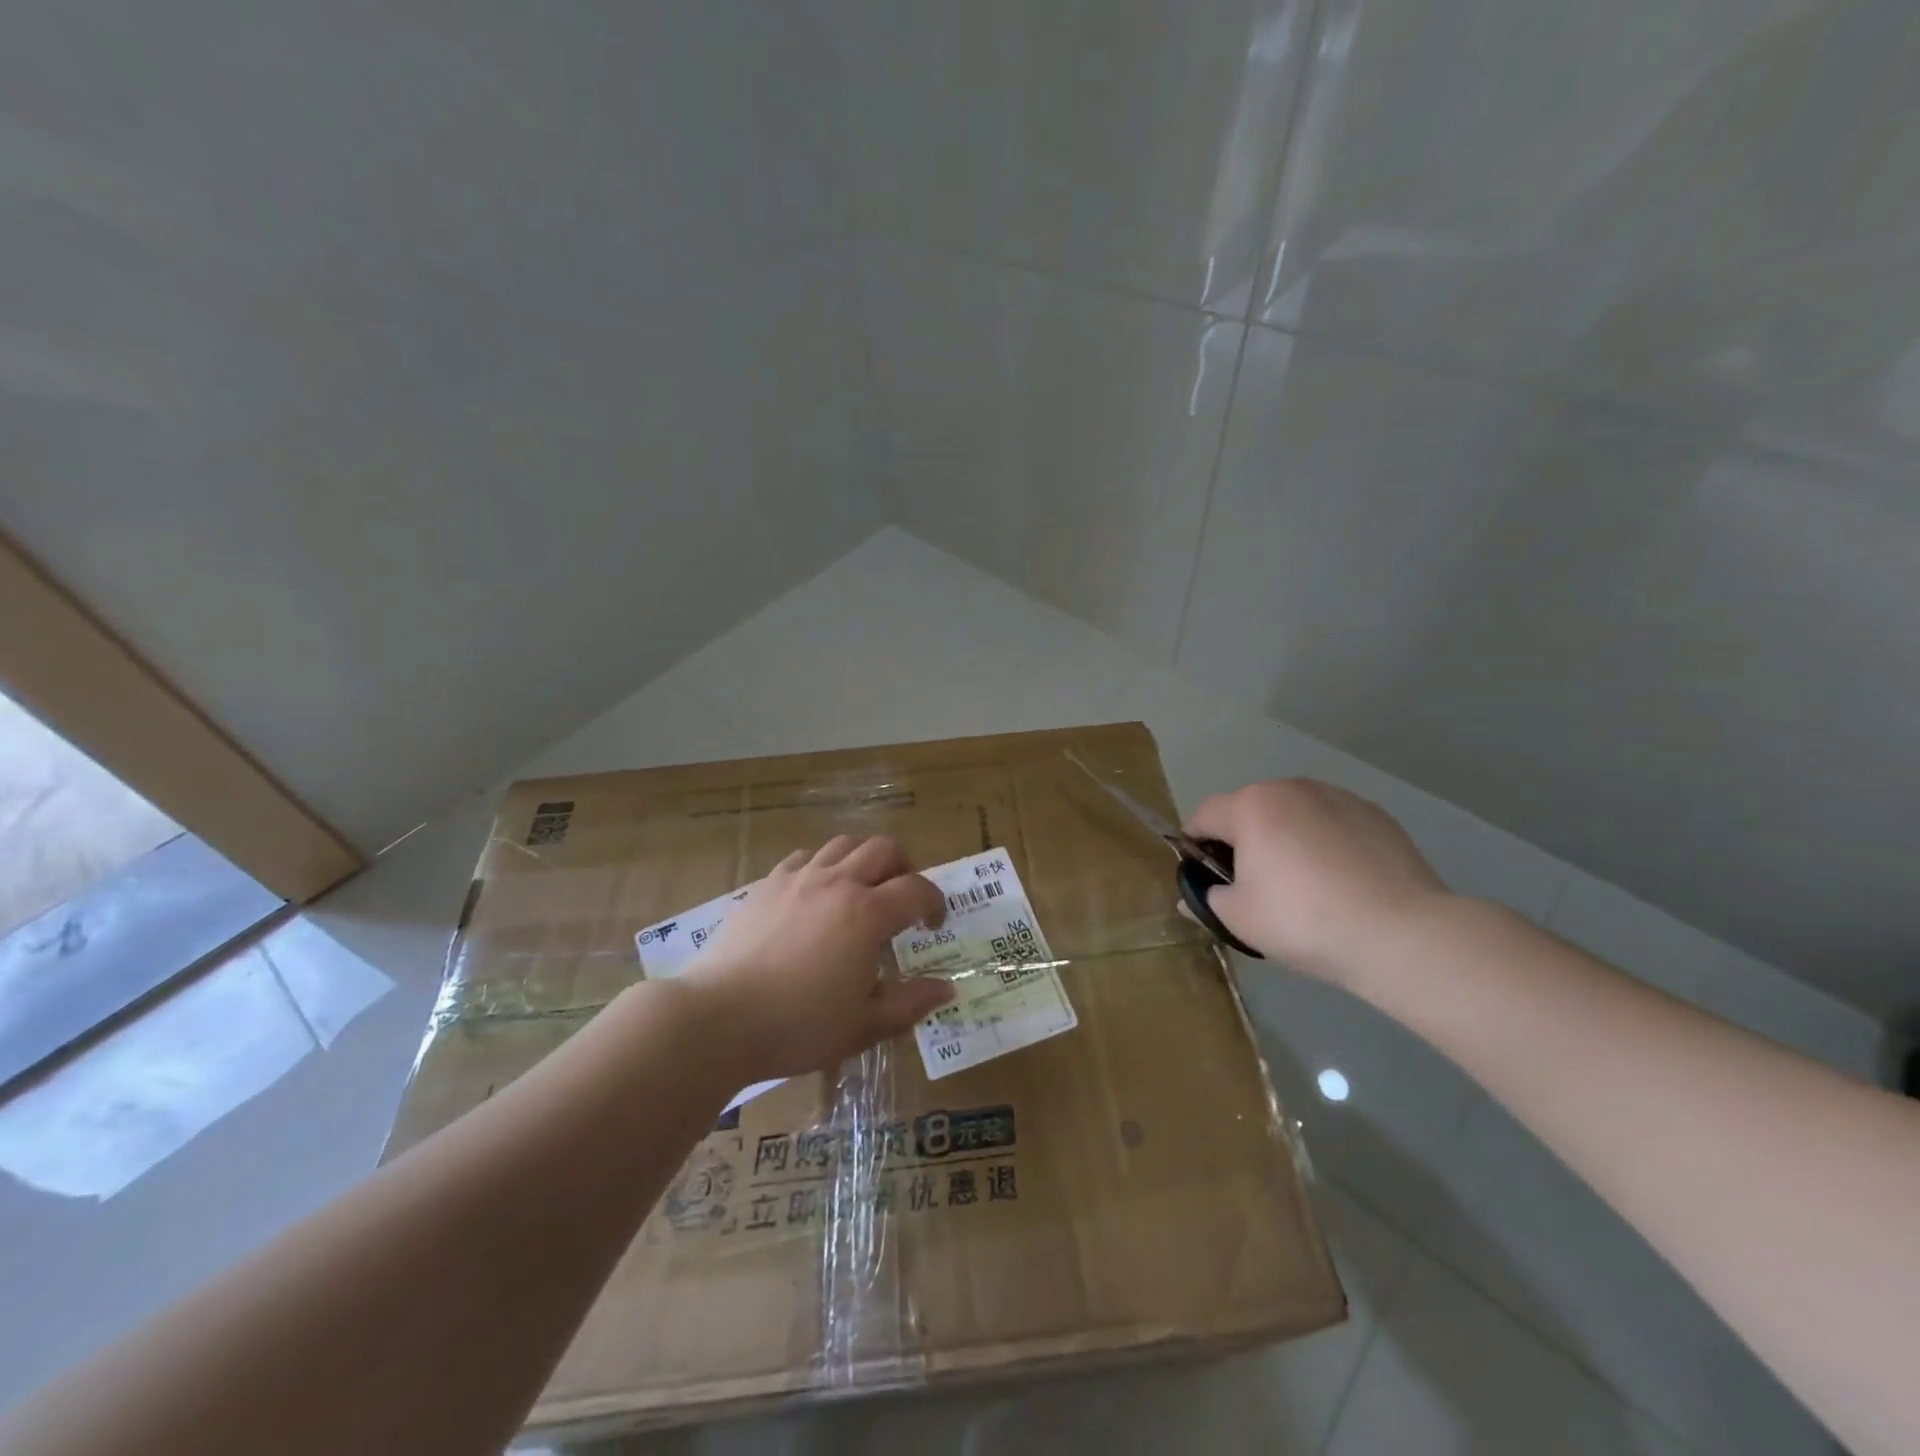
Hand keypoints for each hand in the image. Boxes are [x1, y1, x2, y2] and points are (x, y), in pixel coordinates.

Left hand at [681, 836, 953, 1082]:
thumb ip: (909, 1004)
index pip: (917, 889)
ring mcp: (798, 878)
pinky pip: (803, 857)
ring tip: (860, 889)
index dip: (934, 902)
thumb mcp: (863, 1026)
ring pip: (842, 844)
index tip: (933, 924)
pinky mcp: (766, 884)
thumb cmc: (798, 1026)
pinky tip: (814, 894)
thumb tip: (944, 988)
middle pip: (883, 848)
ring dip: (862, 859)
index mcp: (867, 914)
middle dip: (903, 867)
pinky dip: (821, 867)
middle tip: (901, 898)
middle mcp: (837, 883)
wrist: (718, 1019)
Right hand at [1185, 779, 1448, 986]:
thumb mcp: (1238, 919)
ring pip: (1294, 814)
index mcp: (1251, 806)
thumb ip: (1207, 900)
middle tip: (1254, 886)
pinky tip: (1341, 882)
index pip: (1204, 815)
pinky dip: (1326, 844)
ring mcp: (1339, 797)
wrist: (1400, 934)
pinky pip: (1333, 824)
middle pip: (1251, 810)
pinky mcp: (1377, 815)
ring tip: (1304, 885)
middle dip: (1244, 841)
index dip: (1194, 845)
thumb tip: (1193, 899)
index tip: (1203, 877)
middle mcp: (1292, 788)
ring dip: (1286, 838)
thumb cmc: (1302, 920)